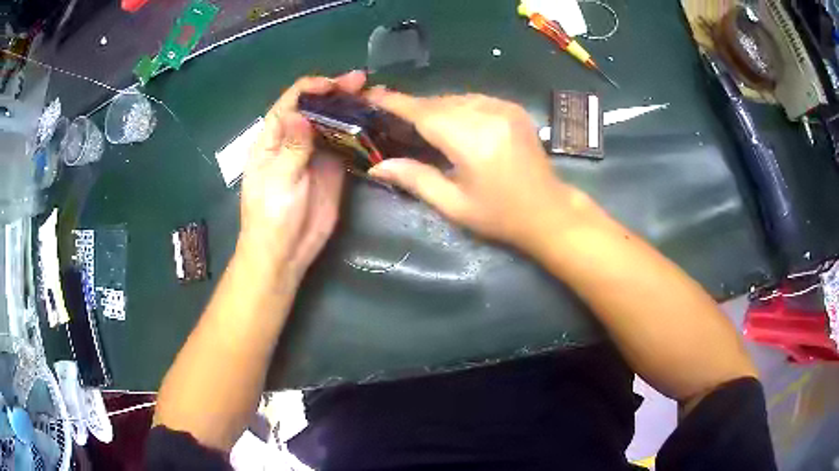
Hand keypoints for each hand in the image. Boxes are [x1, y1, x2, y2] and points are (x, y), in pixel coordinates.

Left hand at [239, 71, 365, 278]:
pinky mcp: (332, 168)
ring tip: (374, 97)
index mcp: (272, 138)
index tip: (337, 85)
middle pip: (315, 106)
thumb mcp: (278, 180)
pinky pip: (345, 144)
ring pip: (333, 122)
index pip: (292, 101)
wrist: (285, 252)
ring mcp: (315, 153)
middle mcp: (294, 139)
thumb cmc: (271, 217)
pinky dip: (358, 131)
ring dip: (350, 108)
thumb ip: (292, 146)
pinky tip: (374, 123)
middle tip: (363, 82)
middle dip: (336, 92)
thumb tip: (302, 113)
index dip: (313, 88)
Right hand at [366, 90, 579, 249]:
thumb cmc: (500, 216)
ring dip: (434, 108)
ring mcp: (504, 108)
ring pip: (456, 98)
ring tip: (418, 123)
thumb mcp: (454, 205)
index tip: (371, 95)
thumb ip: (415, 179)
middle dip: (413, 108)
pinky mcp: (513, 109)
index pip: (423, 113)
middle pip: (438, 102)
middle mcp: (488, 115)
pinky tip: (450, 122)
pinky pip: (474, 100)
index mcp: (471, 140)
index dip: (394, 102)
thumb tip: (377, 167)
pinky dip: (456, 107)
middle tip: (390, 117)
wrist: (549, 211)